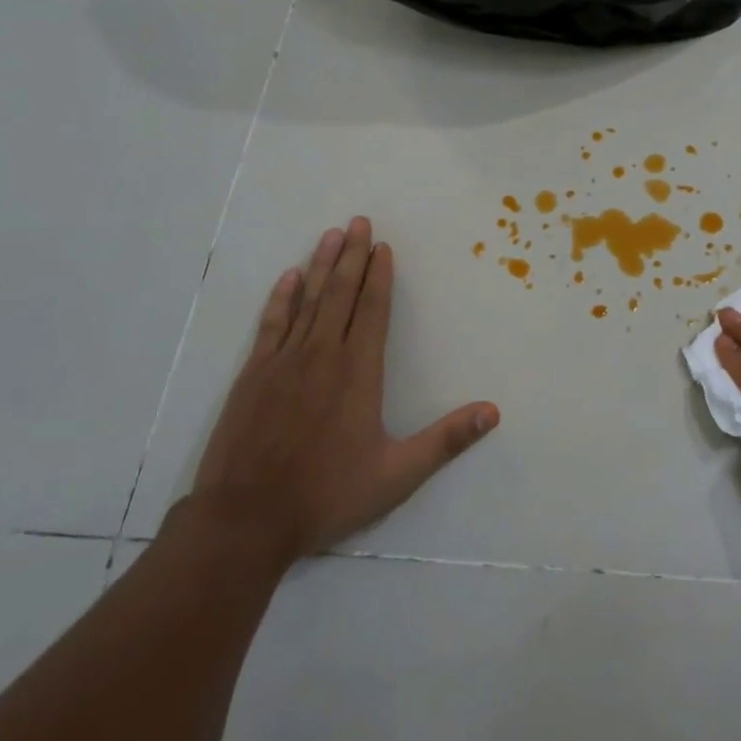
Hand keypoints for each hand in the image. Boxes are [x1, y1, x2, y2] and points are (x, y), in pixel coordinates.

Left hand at [182, 217, 498, 565]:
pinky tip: (288, 277)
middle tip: (359, 221)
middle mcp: (322, 355)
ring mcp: (283, 362)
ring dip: (322, 265)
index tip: (384, 246)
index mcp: (358, 372)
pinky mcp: (253, 375)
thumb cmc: (327, 494)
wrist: (246, 519)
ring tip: (332, 234)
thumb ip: (446, 440)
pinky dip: (282, 298)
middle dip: (353, 255)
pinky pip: (271, 324)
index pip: (373, 310)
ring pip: (308, 301)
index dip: (380, 276)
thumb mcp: (398, 474)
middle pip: (341, 294)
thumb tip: (493, 412)